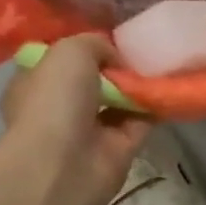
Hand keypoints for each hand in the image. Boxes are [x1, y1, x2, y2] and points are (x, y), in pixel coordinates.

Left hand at [0, 34, 152, 204]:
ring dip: (138, 87)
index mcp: (35, 85)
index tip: (109, 39)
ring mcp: (89, 132)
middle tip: (142, 52)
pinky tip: (170, 88)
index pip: (58, 62)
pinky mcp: (118, 150)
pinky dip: (155, 107)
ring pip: (119, 102)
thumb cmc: (55, 100)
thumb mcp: (71, 50)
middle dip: (115, 68)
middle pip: (93, 82)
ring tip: (162, 65)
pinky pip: (141, 121)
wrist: (64, 164)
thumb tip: (116, 60)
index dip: (83, 50)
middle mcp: (59, 108)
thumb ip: (96, 44)